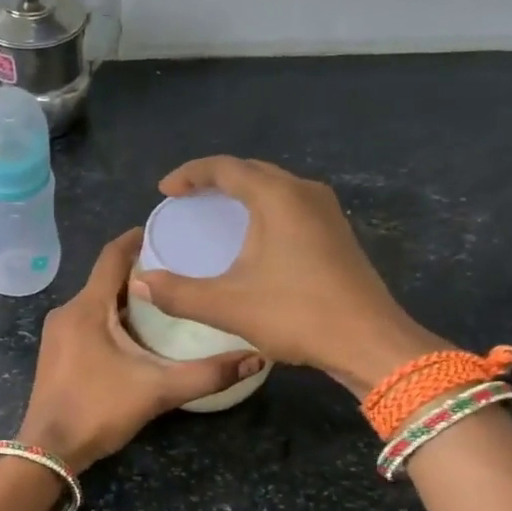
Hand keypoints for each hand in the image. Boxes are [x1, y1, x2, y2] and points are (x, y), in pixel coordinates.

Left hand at [18, 230, 262, 472]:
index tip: (166, 230)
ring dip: (126, 298)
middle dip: (140, 272)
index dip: (136, 238)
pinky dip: (112, 318)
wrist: (48, 450)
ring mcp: (58, 333)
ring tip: (166, 300)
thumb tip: (256, 358)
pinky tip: (138, 334)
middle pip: (105, 279)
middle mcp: (68, 312)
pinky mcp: (57, 352)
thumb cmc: (98, 410)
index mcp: (87, 308)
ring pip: (96, 302)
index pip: (111, 256)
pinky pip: (88, 321)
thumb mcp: (157, 390)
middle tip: (179, 270)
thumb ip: (207, 374)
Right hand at [131, 156, 439, 396]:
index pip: (225, 168)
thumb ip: (178, 293)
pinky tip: (253, 237)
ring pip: (274, 187)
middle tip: (186, 198)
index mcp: (277, 197)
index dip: (190, 174)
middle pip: (252, 171)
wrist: (370, 342)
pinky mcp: (337, 233)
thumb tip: (142, 283)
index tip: (165, 191)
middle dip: (215, 180)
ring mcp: (327, 212)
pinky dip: (263, 209)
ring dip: (242, 193)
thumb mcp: (228, 305)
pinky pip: (290, 205)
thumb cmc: (297, 314)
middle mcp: (304, 193)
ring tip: (215, 213)